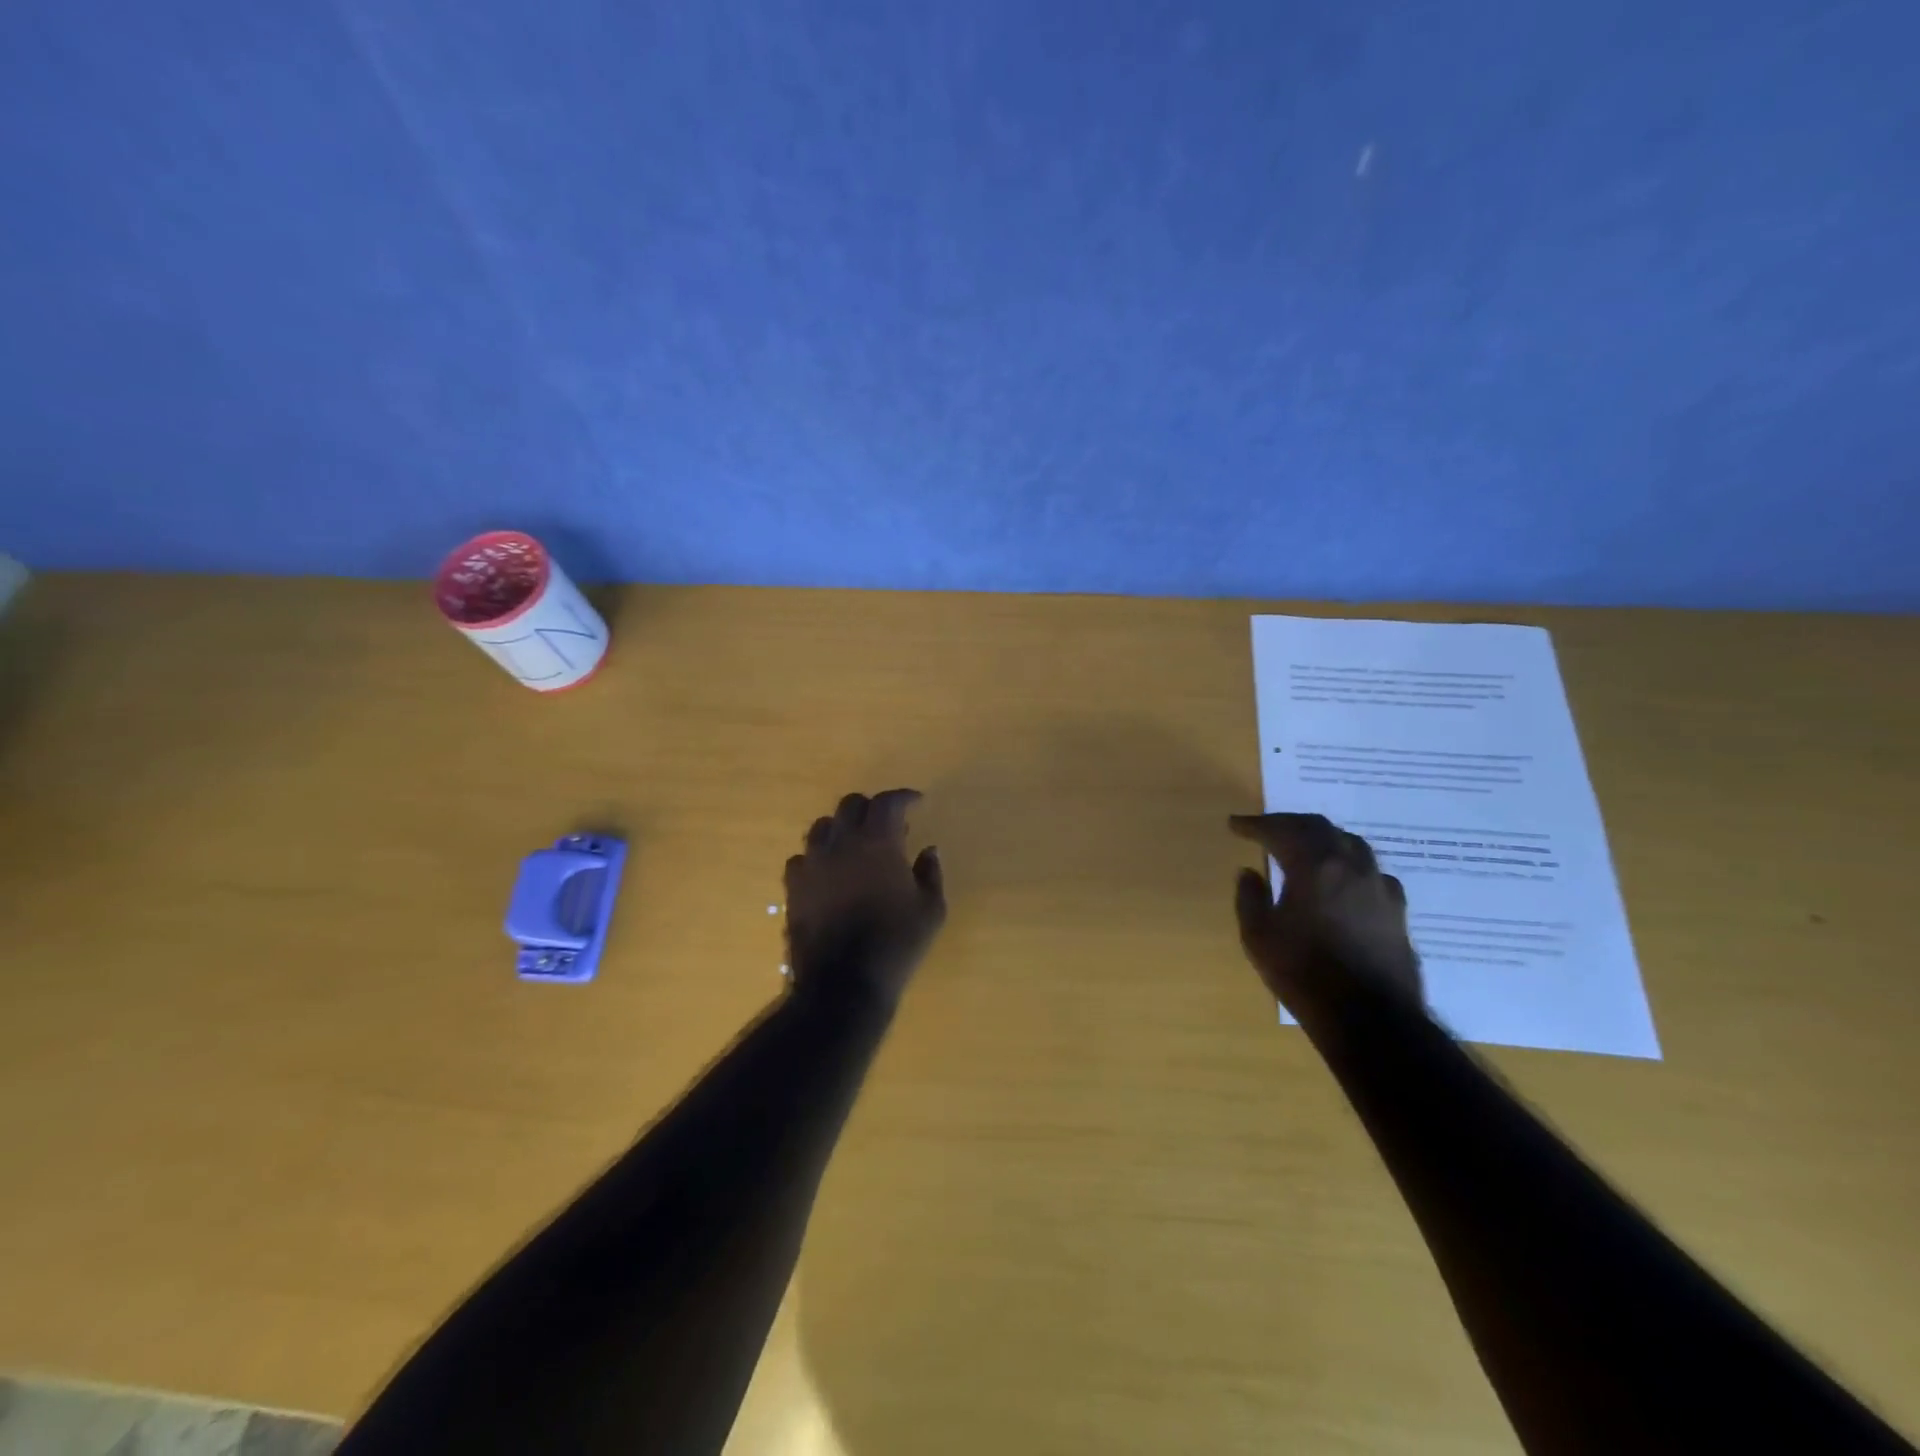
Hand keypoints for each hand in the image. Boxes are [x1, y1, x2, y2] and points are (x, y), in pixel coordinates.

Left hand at [785, 790, 945, 1006]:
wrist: (843, 983)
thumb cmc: (896, 944)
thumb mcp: (931, 910)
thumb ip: (931, 872)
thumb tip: (928, 850)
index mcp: (878, 842)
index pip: (887, 801)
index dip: (903, 796)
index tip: (917, 802)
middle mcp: (841, 843)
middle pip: (851, 805)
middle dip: (871, 807)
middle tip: (888, 825)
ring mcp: (812, 863)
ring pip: (822, 827)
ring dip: (842, 828)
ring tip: (855, 846)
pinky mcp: (793, 887)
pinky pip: (802, 858)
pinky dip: (818, 857)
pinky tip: (830, 873)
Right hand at [1230, 813, 1422, 1020]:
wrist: (1371, 1017)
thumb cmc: (1304, 973)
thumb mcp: (1258, 936)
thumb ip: (1250, 898)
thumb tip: (1250, 873)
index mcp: (1313, 865)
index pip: (1280, 830)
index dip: (1254, 825)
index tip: (1235, 825)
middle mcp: (1350, 865)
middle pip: (1318, 827)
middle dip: (1288, 823)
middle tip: (1266, 829)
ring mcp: (1379, 885)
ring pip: (1350, 843)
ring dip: (1321, 838)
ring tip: (1304, 847)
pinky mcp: (1397, 909)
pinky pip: (1370, 871)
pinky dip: (1348, 864)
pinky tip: (1343, 880)